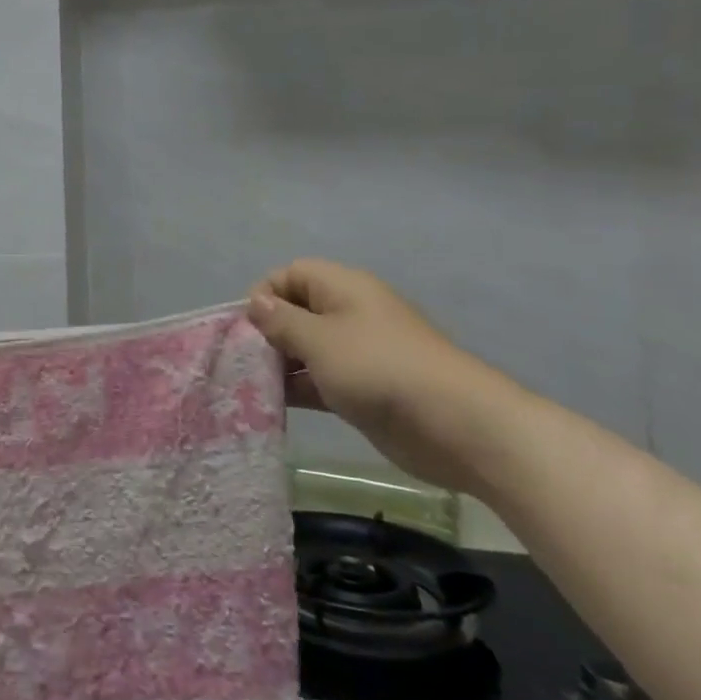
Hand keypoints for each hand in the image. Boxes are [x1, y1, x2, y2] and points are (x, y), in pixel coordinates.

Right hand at [247, 259, 527, 494]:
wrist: (455, 425)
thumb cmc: (378, 369)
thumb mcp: (319, 339)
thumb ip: (281, 320)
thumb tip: (256, 302)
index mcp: (343, 289)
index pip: (291, 274)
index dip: (265, 294)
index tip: (248, 326)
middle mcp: (350, 314)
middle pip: (296, 311)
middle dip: (267, 333)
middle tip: (244, 360)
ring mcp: (358, 353)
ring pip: (306, 349)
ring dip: (280, 364)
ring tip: (252, 386)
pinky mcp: (363, 388)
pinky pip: (320, 379)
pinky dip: (299, 387)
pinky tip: (274, 404)